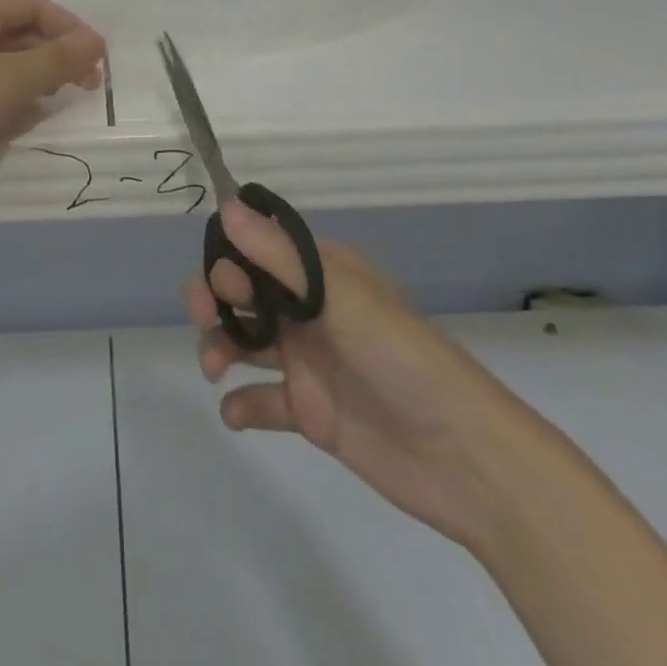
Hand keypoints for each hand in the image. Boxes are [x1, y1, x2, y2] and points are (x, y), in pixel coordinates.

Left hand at [0, 0, 105, 220]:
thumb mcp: (8, 82)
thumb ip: (56, 59)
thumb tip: (94, 42)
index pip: (30, 4)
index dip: (69, 26)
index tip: (98, 58)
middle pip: (18, 32)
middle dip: (54, 55)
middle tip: (86, 84)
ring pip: (4, 63)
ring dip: (35, 80)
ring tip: (58, 103)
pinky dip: (10, 101)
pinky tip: (24, 122)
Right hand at [187, 202, 542, 551]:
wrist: (464, 458)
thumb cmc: (401, 358)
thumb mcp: (340, 298)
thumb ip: (279, 256)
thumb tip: (227, 207)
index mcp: (320, 274)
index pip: (259, 249)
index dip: (229, 258)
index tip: (220, 282)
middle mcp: (309, 310)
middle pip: (244, 293)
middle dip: (214, 299)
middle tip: (202, 318)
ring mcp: (309, 360)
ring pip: (246, 341)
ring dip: (220, 346)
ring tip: (214, 370)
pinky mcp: (311, 411)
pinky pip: (263, 400)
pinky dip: (242, 404)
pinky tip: (235, 412)